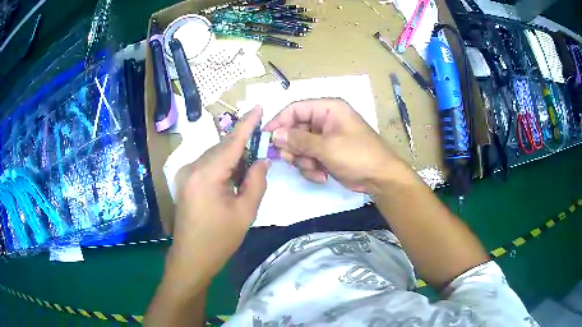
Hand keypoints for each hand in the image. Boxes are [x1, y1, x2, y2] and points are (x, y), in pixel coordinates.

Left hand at [167, 107, 269, 286]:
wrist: (191, 258)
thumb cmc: (219, 239)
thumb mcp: (245, 212)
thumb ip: (256, 181)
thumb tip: (262, 159)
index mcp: (206, 174)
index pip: (231, 142)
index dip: (247, 125)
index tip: (259, 108)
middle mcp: (191, 168)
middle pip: (222, 148)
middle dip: (242, 145)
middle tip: (262, 147)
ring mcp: (185, 174)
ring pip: (214, 156)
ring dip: (233, 157)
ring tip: (250, 166)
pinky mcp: (185, 181)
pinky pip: (207, 165)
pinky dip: (223, 166)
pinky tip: (234, 175)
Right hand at [263, 98, 408, 193]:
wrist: (380, 179)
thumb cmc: (357, 156)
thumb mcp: (327, 147)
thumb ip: (298, 140)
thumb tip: (274, 135)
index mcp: (328, 109)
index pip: (295, 109)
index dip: (279, 122)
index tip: (266, 138)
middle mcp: (325, 120)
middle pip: (295, 130)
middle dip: (293, 148)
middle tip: (292, 160)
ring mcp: (325, 138)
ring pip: (299, 147)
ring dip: (303, 161)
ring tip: (316, 169)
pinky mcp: (326, 154)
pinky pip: (308, 158)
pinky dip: (312, 169)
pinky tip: (323, 176)